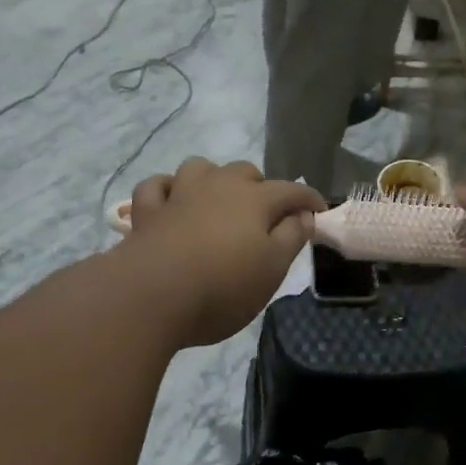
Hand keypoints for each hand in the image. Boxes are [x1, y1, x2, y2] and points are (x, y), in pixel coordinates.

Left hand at [117, 159, 323, 347]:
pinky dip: (168, 190)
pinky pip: (156, 186)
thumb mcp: (272, 269)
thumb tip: (303, 215)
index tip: (319, 211)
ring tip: (218, 201)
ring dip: (213, 179)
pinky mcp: (147, 212)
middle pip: (245, 172)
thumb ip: (292, 238)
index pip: (290, 191)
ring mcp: (179, 195)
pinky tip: (172, 201)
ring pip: (200, 168)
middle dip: (261, 187)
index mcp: (254, 200)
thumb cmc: (223, 287)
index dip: (308, 199)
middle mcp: (217, 186)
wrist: (152, 296)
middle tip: (266, 216)